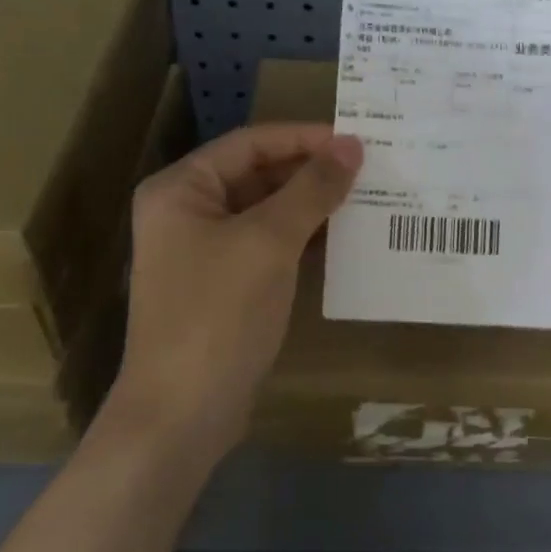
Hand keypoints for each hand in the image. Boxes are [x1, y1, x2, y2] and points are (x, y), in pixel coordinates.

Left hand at [108, 124, 362, 459]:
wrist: (182, 414)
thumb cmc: (218, 313)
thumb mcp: (269, 242)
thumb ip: (312, 189)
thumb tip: (352, 146)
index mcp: (181, 189)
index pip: (250, 143)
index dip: (304, 138)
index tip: (356, 140)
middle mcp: (186, 212)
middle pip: (257, 175)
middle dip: (311, 172)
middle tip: (369, 169)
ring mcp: (203, 252)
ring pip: (266, 212)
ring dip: (311, 205)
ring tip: (366, 198)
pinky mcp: (222, 285)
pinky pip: (267, 246)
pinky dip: (301, 239)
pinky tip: (343, 239)